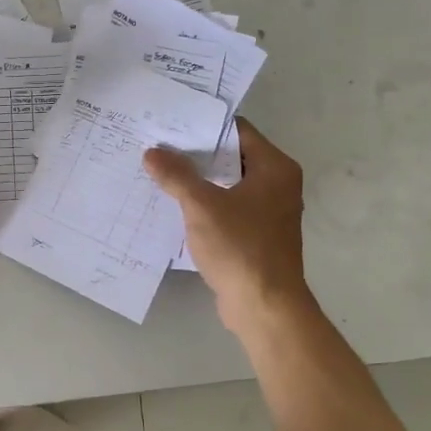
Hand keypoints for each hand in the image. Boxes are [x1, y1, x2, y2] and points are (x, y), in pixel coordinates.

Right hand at [143, 118, 311, 334]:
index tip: (171, 123)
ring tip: (160, 172)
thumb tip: (152, 152)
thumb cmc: (240, 247)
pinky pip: (228, 209)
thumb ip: (176, 175)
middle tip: (158, 146)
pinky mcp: (257, 236)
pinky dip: (206, 205)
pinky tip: (175, 206)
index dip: (204, 126)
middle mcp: (278, 185)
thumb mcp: (201, 206)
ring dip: (199, 181)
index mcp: (275, 168)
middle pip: (232, 157)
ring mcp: (269, 212)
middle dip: (196, 154)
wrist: (264, 306)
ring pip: (228, 185)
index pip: (237, 132)